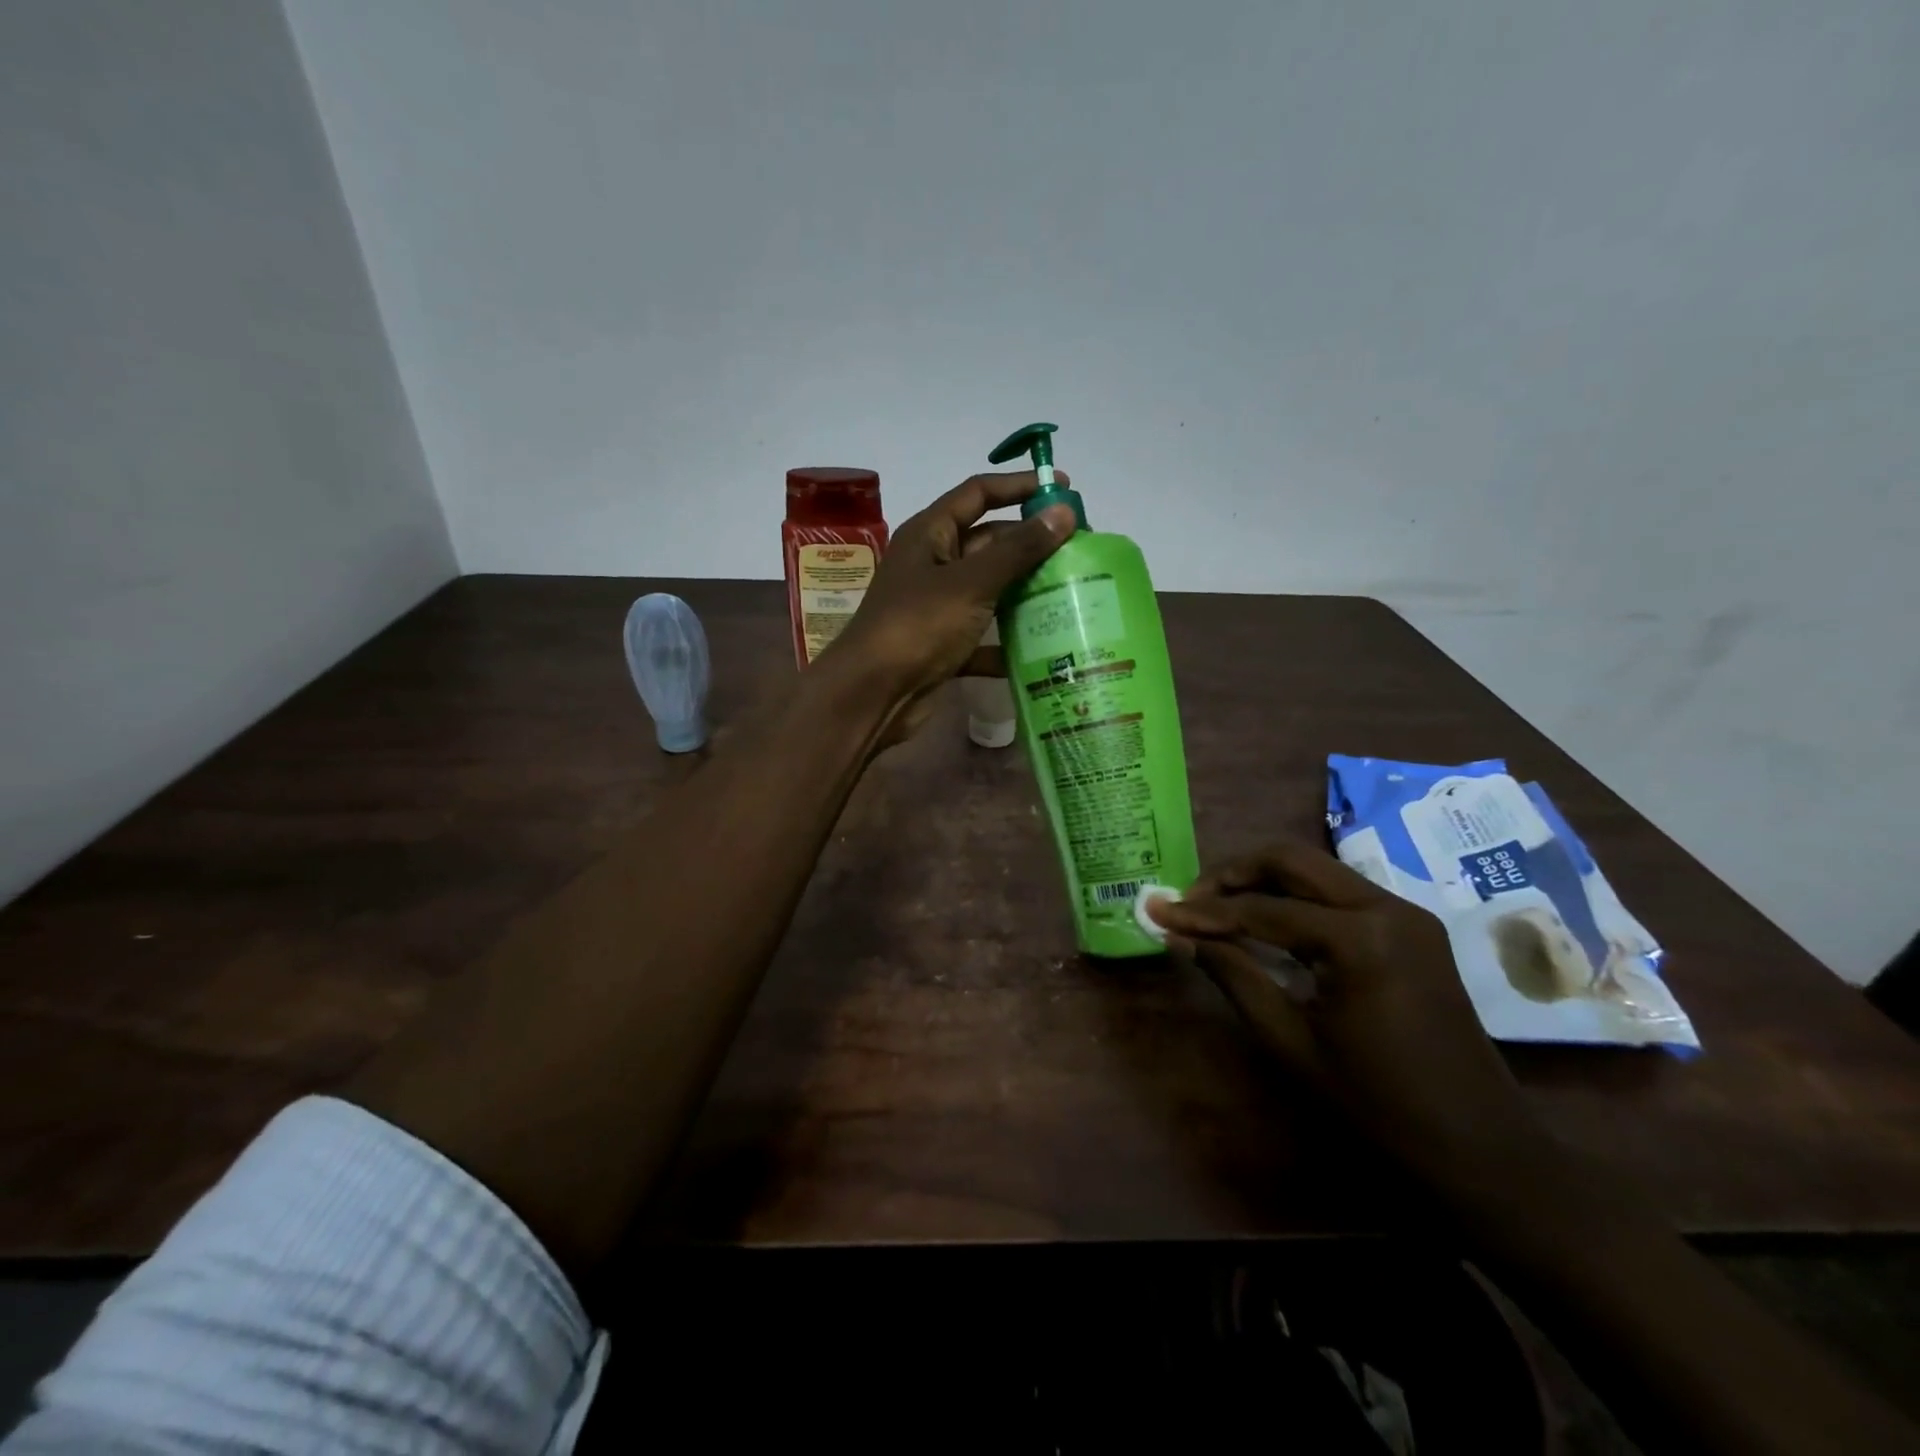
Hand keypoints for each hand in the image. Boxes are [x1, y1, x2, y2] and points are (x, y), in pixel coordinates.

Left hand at [827, 471, 1075, 743]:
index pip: (977, 494)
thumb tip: (1064, 512)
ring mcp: (938, 608)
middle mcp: (932, 566)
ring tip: (1074, 593)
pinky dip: (1008, 642)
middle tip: (1079, 549)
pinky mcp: (944, 646)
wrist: (872, 695)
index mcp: (929, 535)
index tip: (1062, 487)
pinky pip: (984, 636)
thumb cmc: (918, 626)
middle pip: (988, 543)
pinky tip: (1046, 648)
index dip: (1018, 486)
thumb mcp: (971, 582)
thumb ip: (1018, 549)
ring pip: (989, 591)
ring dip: (1025, 592)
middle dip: (1030, 544)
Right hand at [1151, 841, 1549, 1189]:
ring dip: (1262, 882)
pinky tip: (1266, 924)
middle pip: (1291, 860)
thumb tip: (1178, 935)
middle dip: (1233, 874)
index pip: (1261, 909)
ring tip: (1218, 911)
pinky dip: (1295, 899)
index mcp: (1360, 939)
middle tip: (1191, 902)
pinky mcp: (1412, 929)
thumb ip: (1232, 976)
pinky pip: (1339, 894)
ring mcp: (1406, 914)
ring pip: (1315, 871)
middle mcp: (1387, 907)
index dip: (1203, 912)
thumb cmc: (1379, 1109)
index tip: (1157, 911)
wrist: (1484, 1155)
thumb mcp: (1291, 1043)